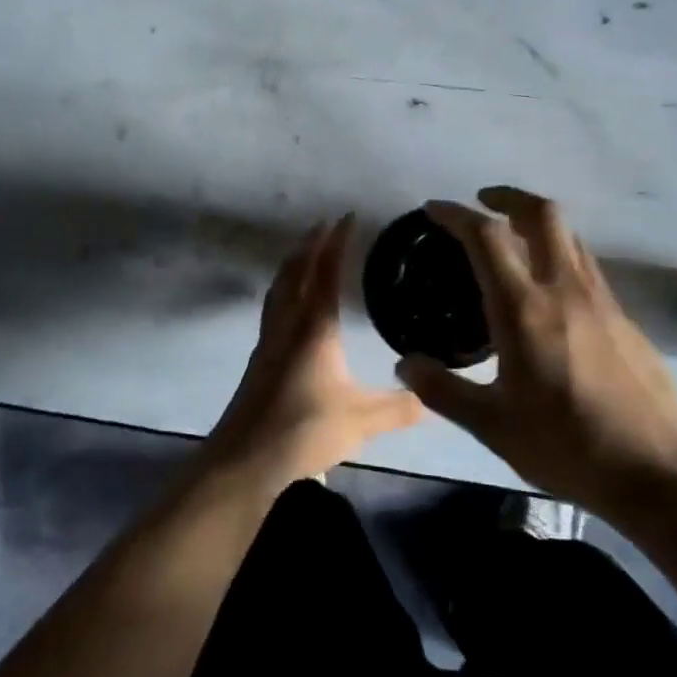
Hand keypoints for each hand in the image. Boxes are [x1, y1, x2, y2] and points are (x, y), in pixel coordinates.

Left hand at [201, 215, 424, 490]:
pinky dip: (284, 288)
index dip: (337, 242)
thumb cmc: (303, 430)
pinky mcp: (260, 358)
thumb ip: (398, 408)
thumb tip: (431, 398)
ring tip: (306, 252)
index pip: (326, 273)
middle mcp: (288, 324)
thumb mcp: (360, 421)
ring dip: (293, 263)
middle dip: (311, 244)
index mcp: (314, 328)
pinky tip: (292, 304)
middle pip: (295, 271)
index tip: (348, 217)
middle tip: (326, 224)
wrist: (245, 459)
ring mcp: (268, 340)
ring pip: (279, 287)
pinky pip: (273, 306)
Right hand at [396, 187, 676, 512]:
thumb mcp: (493, 426)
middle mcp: (564, 289)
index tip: (434, 209)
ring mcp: (601, 300)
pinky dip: (560, 254)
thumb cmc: (567, 445)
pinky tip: (550, 290)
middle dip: (508, 197)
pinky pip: (586, 265)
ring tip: (514, 240)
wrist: (658, 471)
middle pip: (542, 214)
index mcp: (525, 309)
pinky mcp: (624, 317)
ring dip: (538, 222)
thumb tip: (405, 364)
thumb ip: (443, 391)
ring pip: (570, 235)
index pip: (487, 237)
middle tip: (484, 202)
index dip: (457, 214)